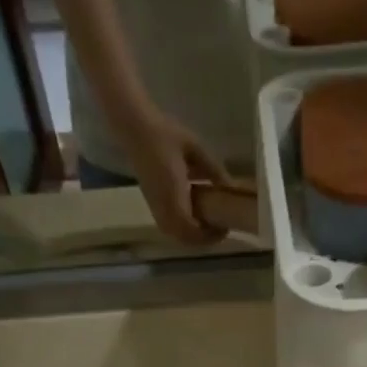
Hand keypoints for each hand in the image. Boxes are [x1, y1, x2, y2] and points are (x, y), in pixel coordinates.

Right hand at [120, 108, 231, 244]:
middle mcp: (163, 208)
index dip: (209, 236)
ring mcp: (155, 207)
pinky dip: (182, 229)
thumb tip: (231, 187)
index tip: (224, 229)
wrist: (136, 127)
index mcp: (174, 196)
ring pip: (175, 235)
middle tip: (218, 230)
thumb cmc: (165, 134)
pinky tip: (192, 217)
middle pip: (184, 238)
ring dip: (191, 236)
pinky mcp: (152, 204)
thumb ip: (213, 169)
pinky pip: (168, 227)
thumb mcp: (195, 147)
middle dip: (202, 239)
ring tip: (207, 225)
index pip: (192, 230)